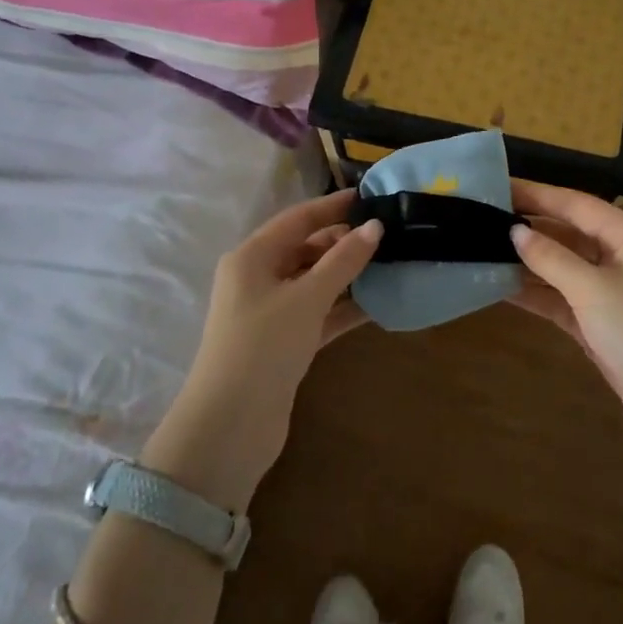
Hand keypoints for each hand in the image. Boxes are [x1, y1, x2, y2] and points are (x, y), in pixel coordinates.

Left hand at [143, 191, 381, 507]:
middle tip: (389, 235)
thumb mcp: (306, 298)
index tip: (370, 197)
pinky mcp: (284, 342)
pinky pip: (319, 313)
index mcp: (252, 257)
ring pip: (315, 282)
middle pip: (306, 249)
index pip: (297, 219)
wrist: (230, 426)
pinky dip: (344, 308)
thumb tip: (375, 226)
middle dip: (344, 242)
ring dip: (348, 276)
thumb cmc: (264, 346)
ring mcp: (270, 312)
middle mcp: (257, 279)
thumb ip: (343, 261)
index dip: (333, 206)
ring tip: (391, 264)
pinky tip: (379, 304)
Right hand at [507, 180, 622, 455]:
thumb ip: (551, 257)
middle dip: (530, 228)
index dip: (536, 194)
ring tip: (483, 252)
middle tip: (483, 221)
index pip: (576, 204)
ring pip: (564, 269)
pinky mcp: (605, 327)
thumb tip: (516, 231)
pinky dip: (538, 295)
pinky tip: (502, 289)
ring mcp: (615, 294)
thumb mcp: (593, 288)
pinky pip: (564, 301)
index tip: (497, 187)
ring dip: (529, 263)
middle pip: (570, 234)